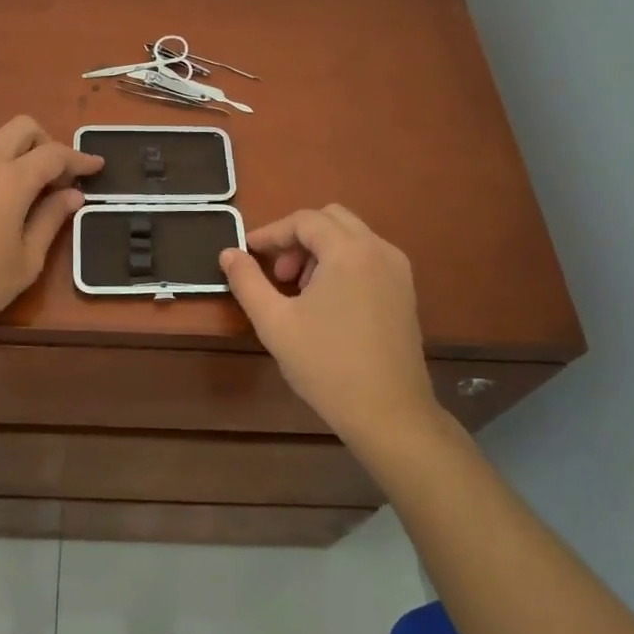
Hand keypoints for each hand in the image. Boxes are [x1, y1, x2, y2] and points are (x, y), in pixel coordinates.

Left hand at [0, 116, 103, 341]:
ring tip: (30, 196)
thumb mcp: (26, 260)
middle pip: (22, 128)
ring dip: (20, 157)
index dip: (79, 159)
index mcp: (11, 179)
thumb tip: (72, 196)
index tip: (97, 167)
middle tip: (58, 177)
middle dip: (47, 143)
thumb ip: (51, 220)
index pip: (54, 154)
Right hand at [219, 205, 442, 448]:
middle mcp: (378, 249)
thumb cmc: (327, 365)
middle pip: (331, 219)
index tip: (248, 253)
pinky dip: (342, 263)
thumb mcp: (274, 322)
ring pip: (352, 237)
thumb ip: (247, 281)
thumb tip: (228, 253)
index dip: (271, 233)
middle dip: (298, 237)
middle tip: (277, 272)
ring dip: (320, 249)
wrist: (389, 414)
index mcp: (349, 251)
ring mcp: (397, 270)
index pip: (304, 221)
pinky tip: (328, 302)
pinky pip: (368, 257)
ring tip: (299, 290)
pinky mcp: (405, 291)